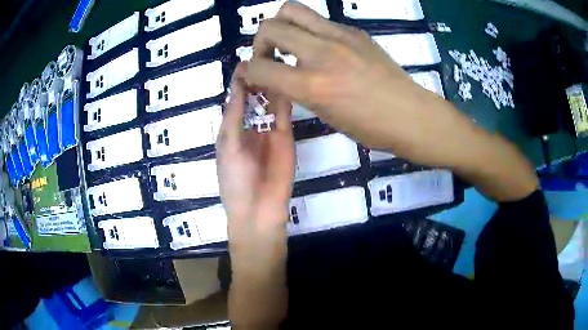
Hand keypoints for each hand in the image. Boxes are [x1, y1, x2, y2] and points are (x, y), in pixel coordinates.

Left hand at [216, 65, 294, 254]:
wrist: (258, 208)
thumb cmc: (235, 178)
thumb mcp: (228, 144)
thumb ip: (234, 115)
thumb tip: (237, 86)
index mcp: (231, 129)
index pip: (235, 99)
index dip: (238, 82)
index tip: (245, 62)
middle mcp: (250, 126)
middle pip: (254, 97)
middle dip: (257, 79)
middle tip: (263, 58)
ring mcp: (269, 130)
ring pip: (270, 102)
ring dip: (271, 85)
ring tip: (275, 64)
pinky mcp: (285, 136)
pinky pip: (283, 114)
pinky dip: (284, 99)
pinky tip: (285, 81)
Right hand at [240, 2, 477, 166]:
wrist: (410, 114)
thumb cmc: (370, 127)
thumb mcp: (326, 115)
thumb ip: (298, 89)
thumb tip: (282, 73)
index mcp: (312, 85)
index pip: (258, 67)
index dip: (248, 71)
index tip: (253, 75)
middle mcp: (321, 53)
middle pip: (269, 26)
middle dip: (260, 41)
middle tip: (271, 55)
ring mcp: (339, 36)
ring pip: (292, 9)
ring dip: (282, 24)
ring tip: (291, 42)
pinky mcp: (353, 30)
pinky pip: (319, 20)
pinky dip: (309, 30)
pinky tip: (321, 47)